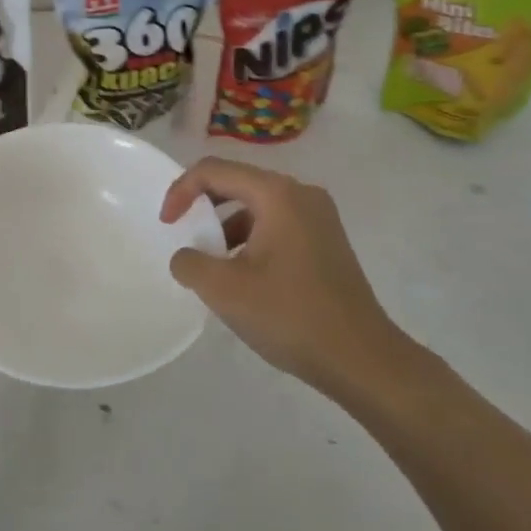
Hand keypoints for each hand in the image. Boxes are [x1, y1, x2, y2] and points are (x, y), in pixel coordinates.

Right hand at [160, 157, 412, 397]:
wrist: (363, 360)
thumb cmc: (291, 316)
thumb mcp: (225, 290)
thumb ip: (190, 263)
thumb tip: (186, 256)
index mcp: (277, 194)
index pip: (214, 170)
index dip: (180, 191)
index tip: (166, 224)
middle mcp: (301, 194)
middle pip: (237, 182)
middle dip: (203, 206)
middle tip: (183, 236)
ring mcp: (319, 217)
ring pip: (257, 206)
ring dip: (226, 226)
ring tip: (212, 263)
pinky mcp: (327, 241)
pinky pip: (276, 224)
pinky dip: (251, 239)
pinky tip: (244, 276)